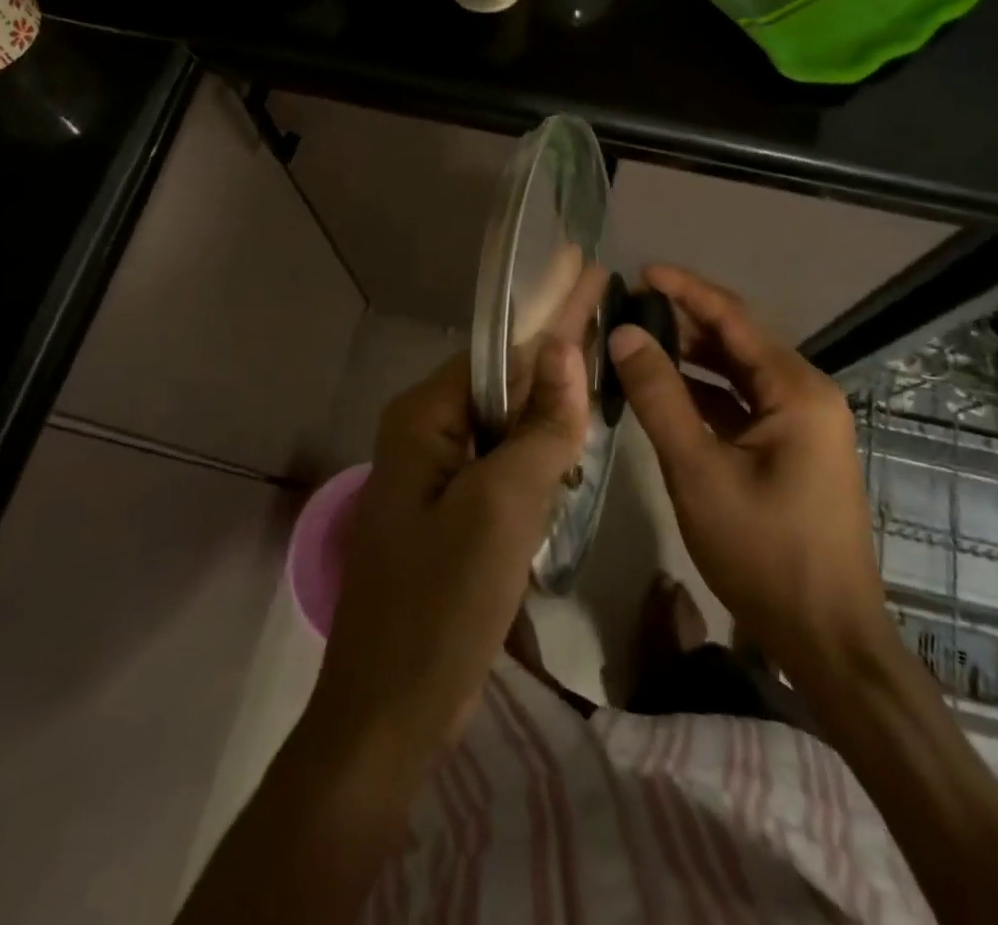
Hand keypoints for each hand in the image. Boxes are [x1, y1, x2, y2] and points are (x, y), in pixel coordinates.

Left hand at [305, 339, 588, 777]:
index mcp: (422, 418)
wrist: (389, 715)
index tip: (594, 280)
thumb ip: (540, 427)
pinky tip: (574, 439)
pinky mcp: (451, 514)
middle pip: (502, 383)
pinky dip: (539, 451)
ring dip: (550, 406)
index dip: (549, 317)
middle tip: (608, 316)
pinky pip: (502, 464)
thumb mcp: (501, 507)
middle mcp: (424, 435)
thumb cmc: (442, 603)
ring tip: (601, 366)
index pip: (498, 351)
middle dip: (554, 356)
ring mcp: (436, 477)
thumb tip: (565, 346)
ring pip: (506, 425)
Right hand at [607, 266, 890, 672]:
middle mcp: (806, 394)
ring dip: (691, 359)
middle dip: (683, 324)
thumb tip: (623, 333)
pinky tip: (666, 394)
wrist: (827, 639)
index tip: (640, 272)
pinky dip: (705, 396)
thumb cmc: (764, 552)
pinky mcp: (792, 450)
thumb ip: (659, 397)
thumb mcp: (698, 471)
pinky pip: (743, 406)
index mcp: (797, 389)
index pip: (733, 318)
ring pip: (738, 375)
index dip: (685, 290)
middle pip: (737, 342)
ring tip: (637, 344)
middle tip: (628, 311)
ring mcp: (803, 424)